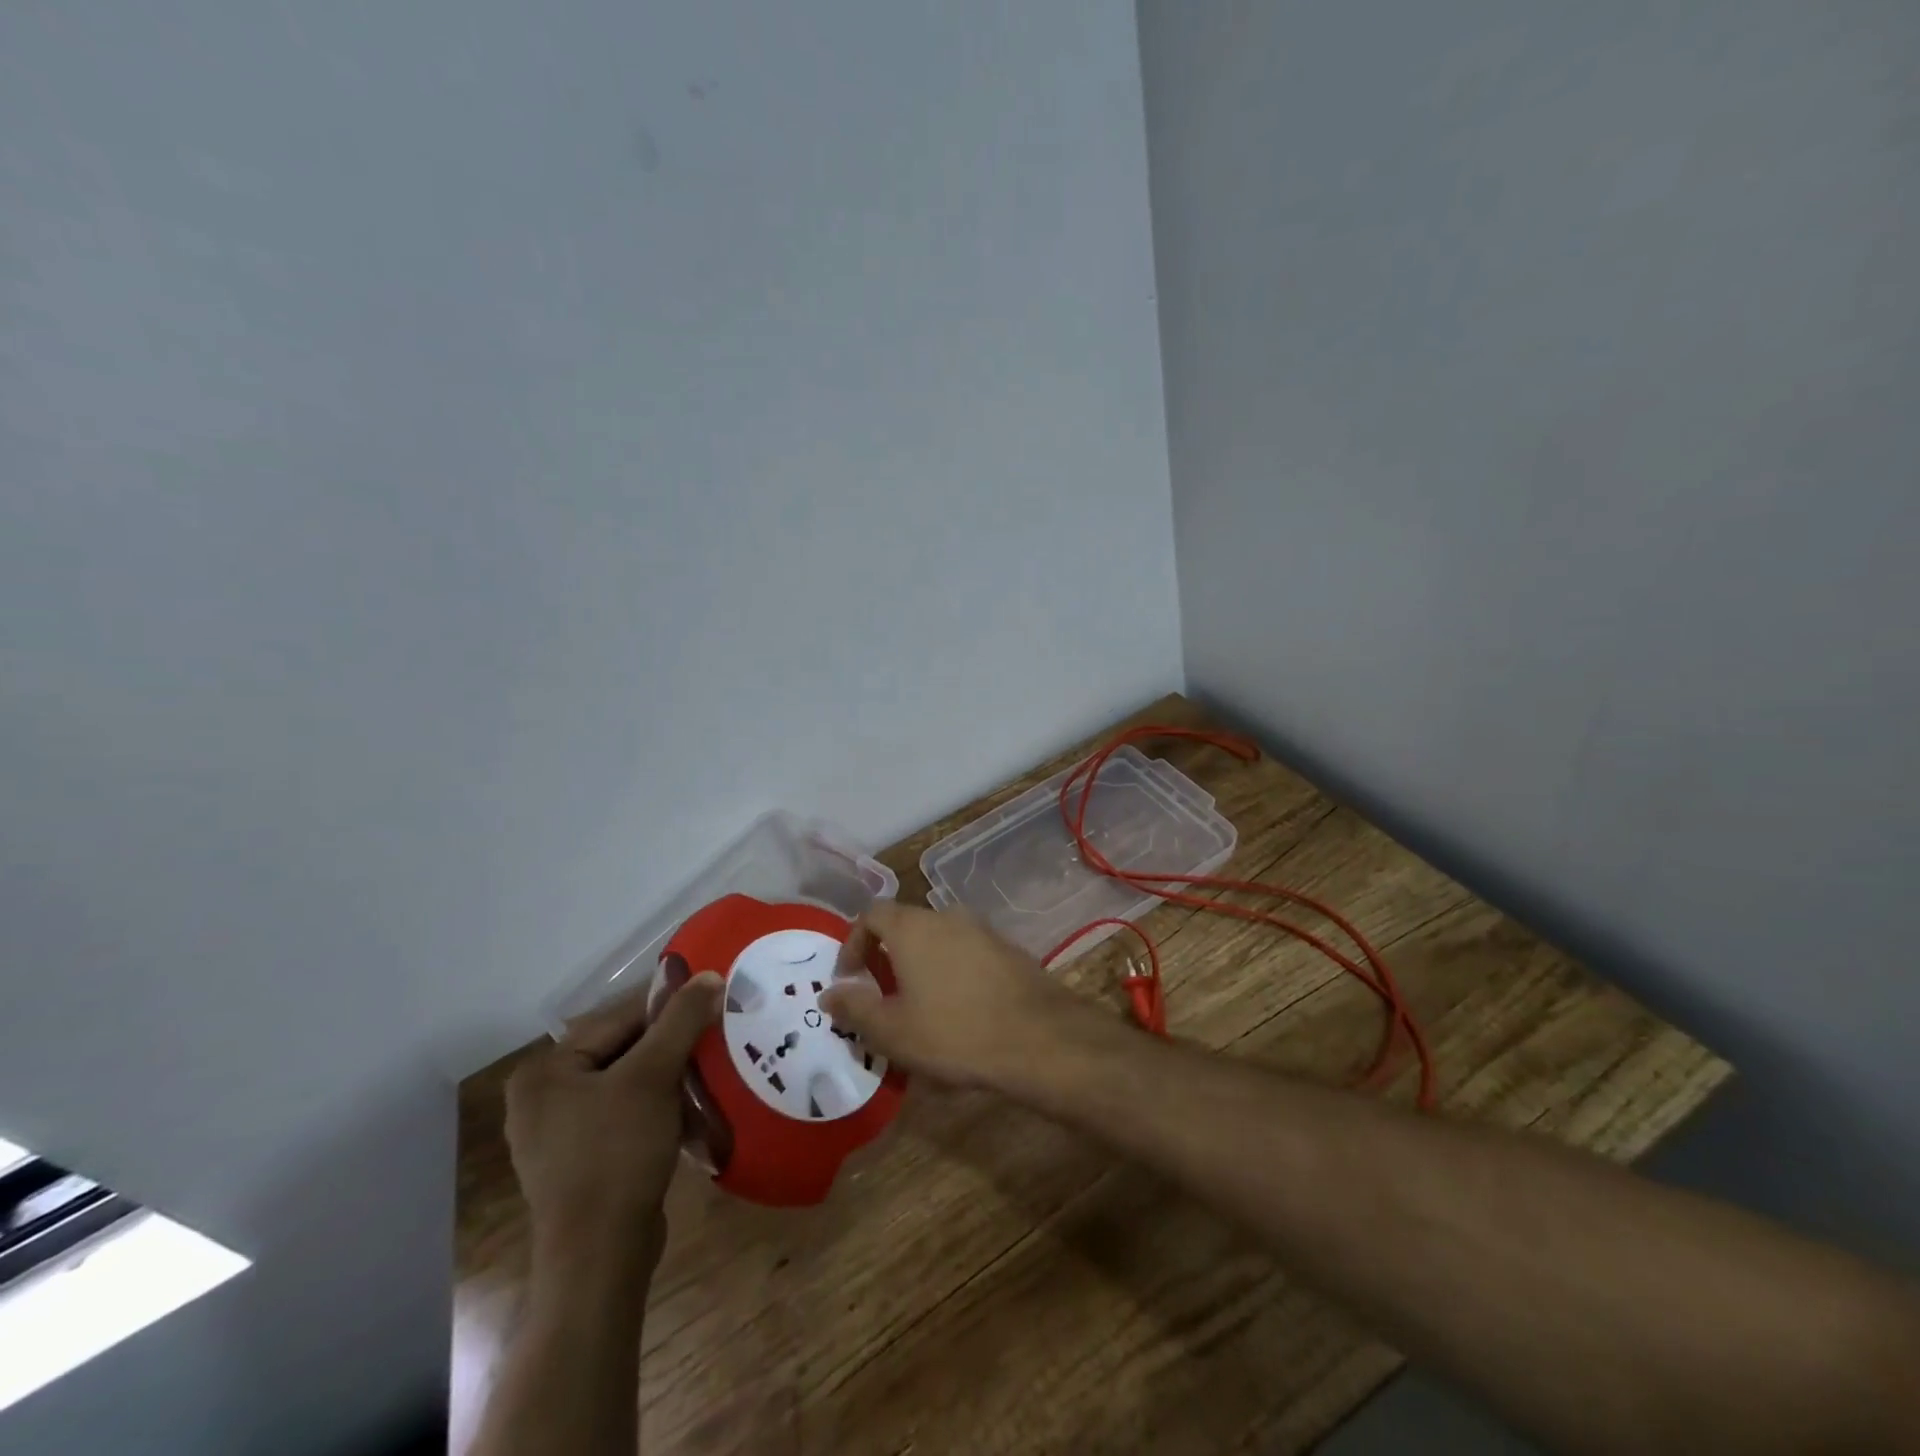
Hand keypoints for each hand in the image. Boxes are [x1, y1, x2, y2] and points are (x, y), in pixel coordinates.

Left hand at [505, 971, 722, 1273]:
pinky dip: (657, 1109)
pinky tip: (689, 1112)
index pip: (618, 1019)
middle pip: (622, 1050)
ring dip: (669, 1078)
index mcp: (545, 1071)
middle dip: (670, 1047)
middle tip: (715, 1039)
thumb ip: (681, 1021)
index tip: (711, 1003)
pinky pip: (625, 1116)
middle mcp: (542, 1098)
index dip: (668, 1009)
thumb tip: (710, 975)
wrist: (600, 1258)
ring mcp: (559, 1134)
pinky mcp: (581, 1162)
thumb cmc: (617, 1154)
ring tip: (709, 1072)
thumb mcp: (654, 1076)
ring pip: (627, 1084)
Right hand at [820, 901, 1085, 1087]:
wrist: (1038, 1037)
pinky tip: (957, 1011)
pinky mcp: (1007, 950)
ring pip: (938, 941)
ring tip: (917, 1008)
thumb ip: (855, 1008)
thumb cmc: (953, 1032)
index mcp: (913, 928)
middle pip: (906, 925)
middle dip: (887, 956)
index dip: (853, 942)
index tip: (849, 977)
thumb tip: (830, 994)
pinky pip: (966, 954)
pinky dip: (951, 973)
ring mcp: (982, 930)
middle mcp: (947, 917)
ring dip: (920, 966)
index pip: (872, 914)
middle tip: (880, 995)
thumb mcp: (892, 1030)